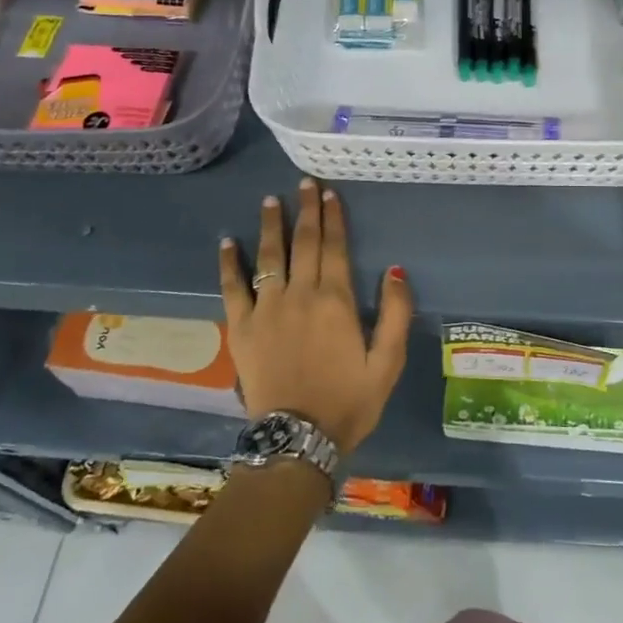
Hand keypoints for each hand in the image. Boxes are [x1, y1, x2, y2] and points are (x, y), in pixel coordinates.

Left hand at [217, 178, 412, 454]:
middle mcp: (300, 295)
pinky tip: (227, 241)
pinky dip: (229, 263)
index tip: (329, 194)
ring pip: (269, 256)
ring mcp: (267, 308)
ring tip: (271, 200)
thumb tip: (395, 269)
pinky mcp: (242, 327)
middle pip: (303, 243)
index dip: (333, 218)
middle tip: (304, 183)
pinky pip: (232, 287)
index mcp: (336, 301)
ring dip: (271, 225)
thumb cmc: (348, 402)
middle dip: (305, 210)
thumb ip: (395, 314)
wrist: (297, 439)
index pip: (335, 248)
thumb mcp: (387, 363)